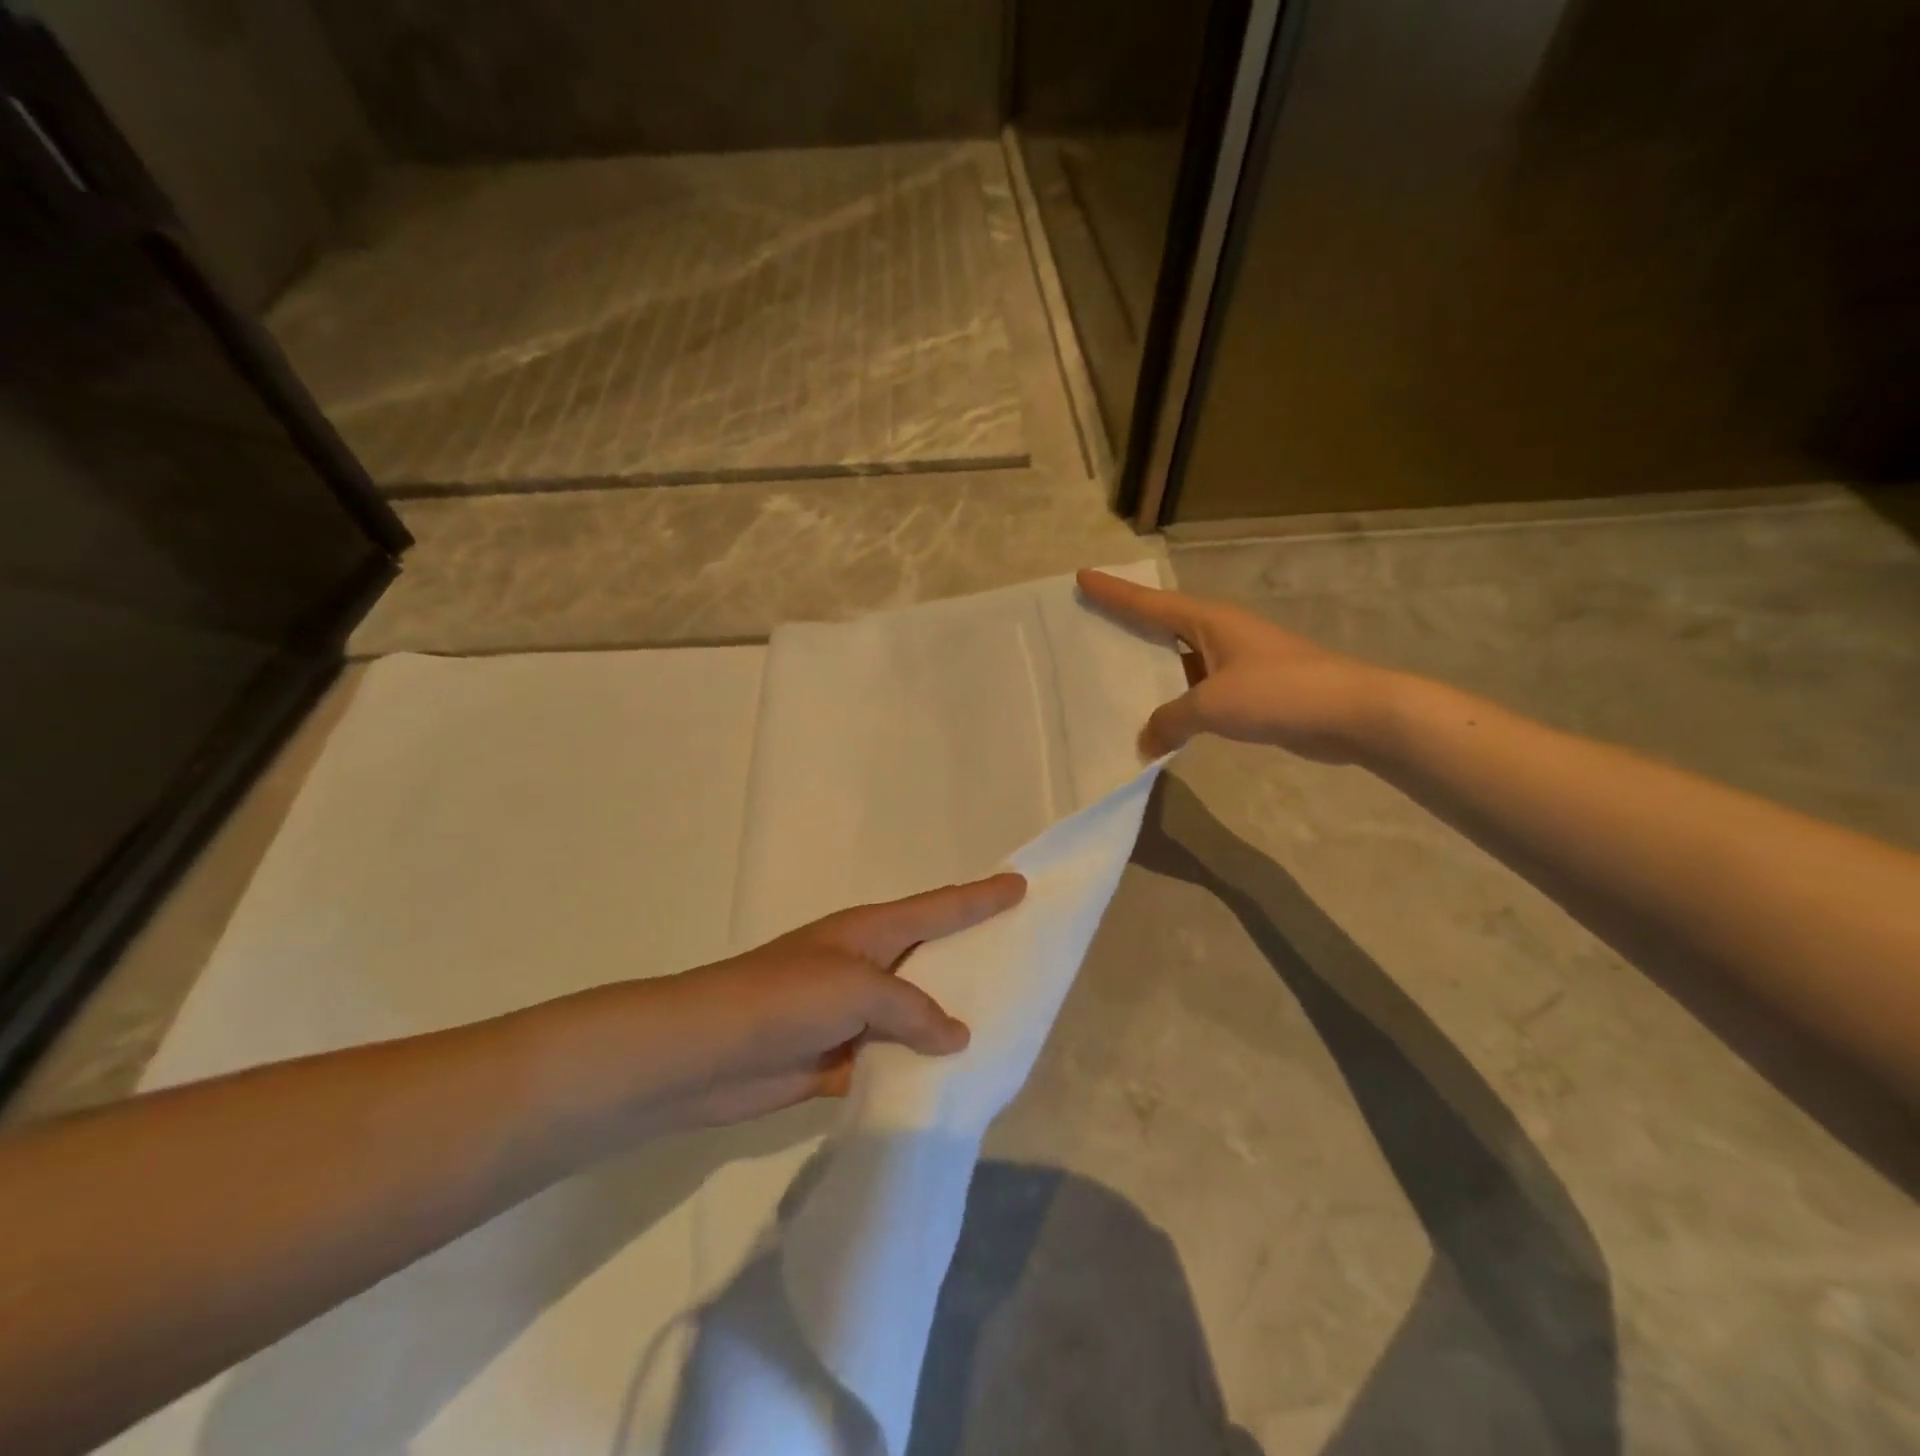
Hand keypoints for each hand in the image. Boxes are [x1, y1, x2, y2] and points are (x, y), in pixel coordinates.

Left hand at [576, 873, 1028, 1135]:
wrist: (704, 1053)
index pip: (939, 907)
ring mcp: (848, 1012)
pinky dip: (914, 1069)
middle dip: (971, 958)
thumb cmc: (784, 999)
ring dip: (944, 1024)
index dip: (980, 897)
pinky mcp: (835, 1058)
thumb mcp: (857, 988)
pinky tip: (947, 1084)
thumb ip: (913, 1009)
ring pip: (912, 1015)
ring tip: (999, 1032)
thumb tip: (956, 1036)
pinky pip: (889, 1059)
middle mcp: (864, 964)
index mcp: (870, 931)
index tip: (1020, 885)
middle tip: (1021, 960)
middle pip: (930, 958)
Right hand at [1077, 569, 1393, 761]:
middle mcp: (1220, 633)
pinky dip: (1176, 698)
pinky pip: (1198, 688)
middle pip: (1162, 623)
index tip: (1082, 577)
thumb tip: (1146, 741)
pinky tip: (1160, 717)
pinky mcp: (1250, 689)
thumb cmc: (1278, 692)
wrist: (1350, 713)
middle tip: (1091, 622)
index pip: (1149, 603)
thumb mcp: (1212, 704)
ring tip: (1114, 676)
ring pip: (1180, 660)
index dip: (1114, 592)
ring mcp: (1237, 661)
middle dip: (1128, 622)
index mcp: (1209, 621)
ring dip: (1151, 667)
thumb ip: (1170, 720)